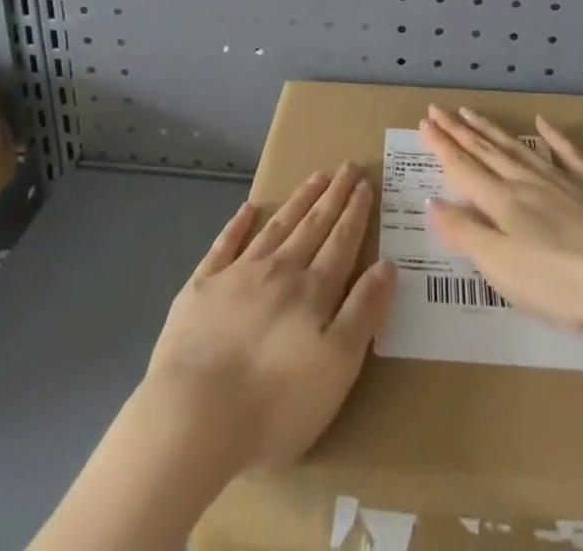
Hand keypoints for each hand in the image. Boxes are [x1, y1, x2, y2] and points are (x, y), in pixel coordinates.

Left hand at [144, 163, 396, 470]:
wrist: (195, 416)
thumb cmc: (275, 404)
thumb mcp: (337, 367)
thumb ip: (364, 312)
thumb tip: (388, 265)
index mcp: (312, 291)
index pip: (341, 242)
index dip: (355, 213)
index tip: (365, 184)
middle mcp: (279, 270)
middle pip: (312, 225)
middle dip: (333, 195)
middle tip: (348, 165)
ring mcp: (237, 274)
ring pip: (276, 227)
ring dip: (298, 201)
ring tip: (315, 176)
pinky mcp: (202, 287)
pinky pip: (224, 245)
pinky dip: (238, 225)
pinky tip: (247, 208)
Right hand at [419, 105, 582, 332]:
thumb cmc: (562, 282)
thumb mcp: (503, 268)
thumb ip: (466, 234)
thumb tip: (433, 202)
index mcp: (502, 203)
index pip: (463, 169)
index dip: (441, 146)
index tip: (423, 123)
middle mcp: (526, 183)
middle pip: (485, 152)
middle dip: (458, 131)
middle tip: (437, 109)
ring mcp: (562, 180)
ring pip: (517, 148)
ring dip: (490, 130)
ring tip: (470, 112)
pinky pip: (568, 153)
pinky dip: (553, 136)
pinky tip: (542, 122)